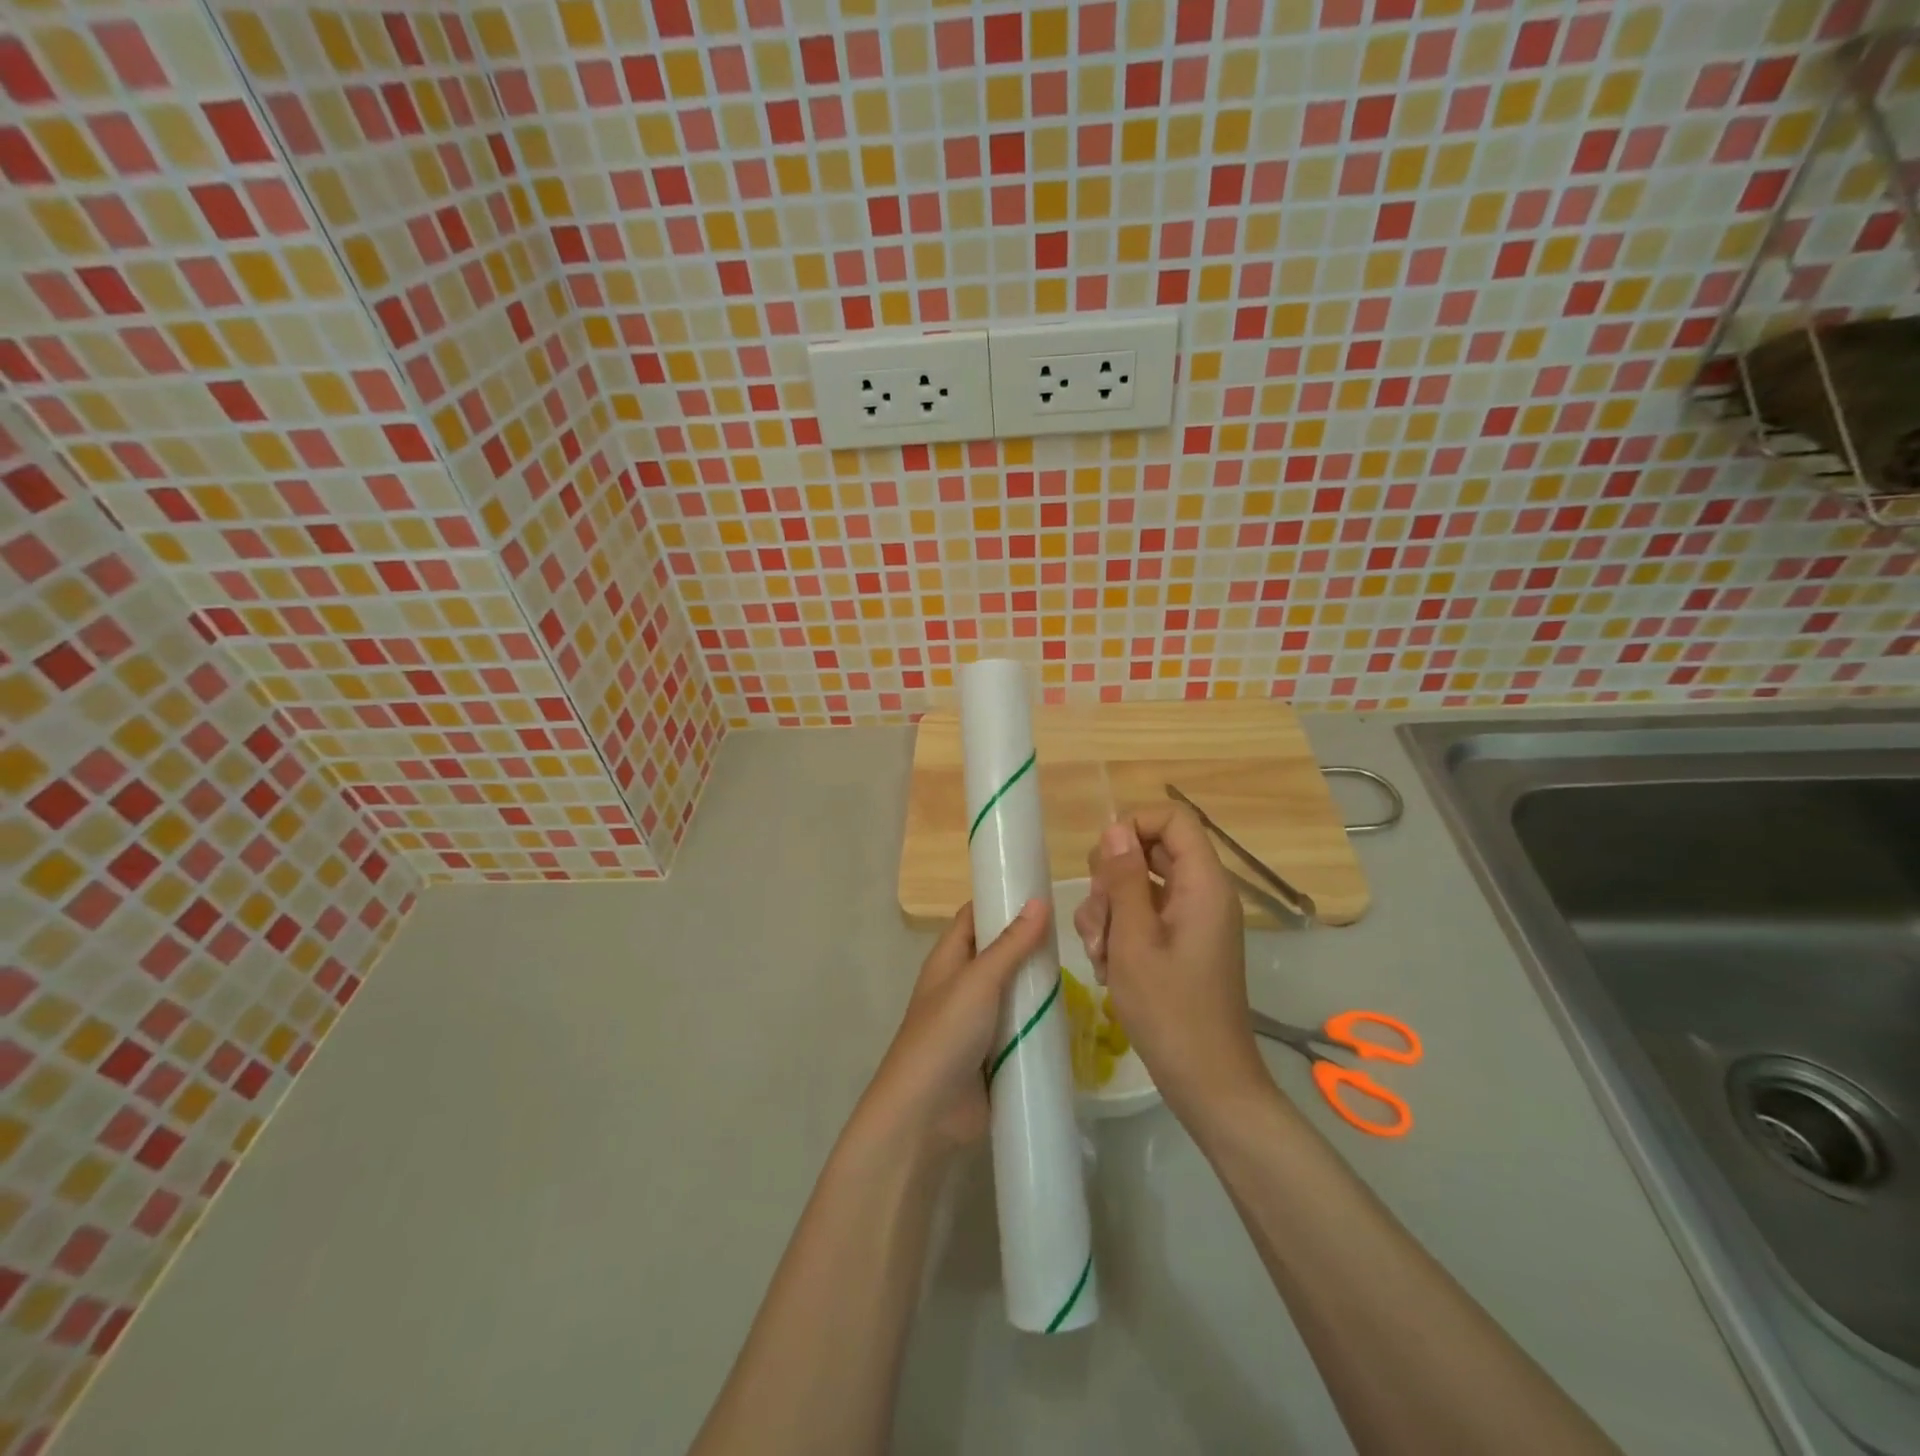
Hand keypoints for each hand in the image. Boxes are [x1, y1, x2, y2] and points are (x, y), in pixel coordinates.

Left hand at [857, 900, 1051, 1153]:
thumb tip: (1039, 901)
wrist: (926, 1115)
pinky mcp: (996, 1055)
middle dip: (1031, 944)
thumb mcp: (978, 981)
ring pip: (1016, 992)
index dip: (1000, 899)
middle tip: (1075, 932)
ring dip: (1041, 985)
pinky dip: (1043, 1022)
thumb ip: (1010, 945)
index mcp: (949, 960)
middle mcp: (963, 985)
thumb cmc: (944, 1034)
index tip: (1040, 888)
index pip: (974, 916)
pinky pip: (1023, 1029)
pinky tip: (1075, 1016)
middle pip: (999, 953)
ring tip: (1085, 968)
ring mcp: (980, 1022)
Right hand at [1074, 807, 1271, 1118]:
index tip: (1105, 862)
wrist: (1207, 1082)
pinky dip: (1119, 934)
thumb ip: (1123, 879)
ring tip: (1100, 955)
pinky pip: (1143, 917)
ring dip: (1108, 912)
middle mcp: (1201, 894)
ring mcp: (1190, 921)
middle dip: (1110, 880)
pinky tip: (1107, 968)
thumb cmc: (1170, 1010)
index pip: (1173, 819)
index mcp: (1203, 885)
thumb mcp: (1134, 940)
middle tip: (1099, 919)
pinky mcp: (1179, 944)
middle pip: (1149, 852)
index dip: (1134, 825)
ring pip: (1137, 886)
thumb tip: (1116, 829)